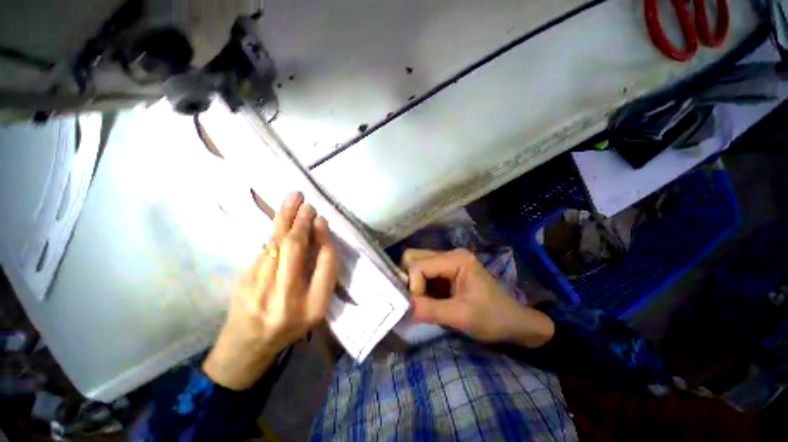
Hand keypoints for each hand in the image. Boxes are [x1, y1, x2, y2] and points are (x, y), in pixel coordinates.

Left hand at [203, 192, 337, 389]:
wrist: (247, 346)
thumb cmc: (290, 327)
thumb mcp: (317, 309)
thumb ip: (323, 277)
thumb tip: (320, 240)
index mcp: (312, 306)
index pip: (325, 265)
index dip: (324, 239)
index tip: (322, 220)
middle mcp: (286, 296)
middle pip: (296, 249)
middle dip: (303, 222)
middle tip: (308, 204)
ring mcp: (259, 287)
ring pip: (276, 243)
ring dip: (286, 218)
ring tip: (294, 197)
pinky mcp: (243, 280)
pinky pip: (264, 249)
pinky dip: (274, 230)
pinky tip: (281, 216)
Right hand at [401, 249, 553, 347]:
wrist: (512, 324)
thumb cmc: (493, 318)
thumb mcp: (461, 316)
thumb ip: (429, 310)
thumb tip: (400, 309)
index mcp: (456, 258)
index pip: (418, 265)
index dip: (413, 286)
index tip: (419, 307)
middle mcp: (448, 254)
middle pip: (412, 258)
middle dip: (408, 280)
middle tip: (415, 301)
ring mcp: (446, 262)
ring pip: (414, 265)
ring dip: (412, 284)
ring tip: (421, 303)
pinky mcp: (443, 271)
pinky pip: (421, 274)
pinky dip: (417, 287)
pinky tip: (426, 300)